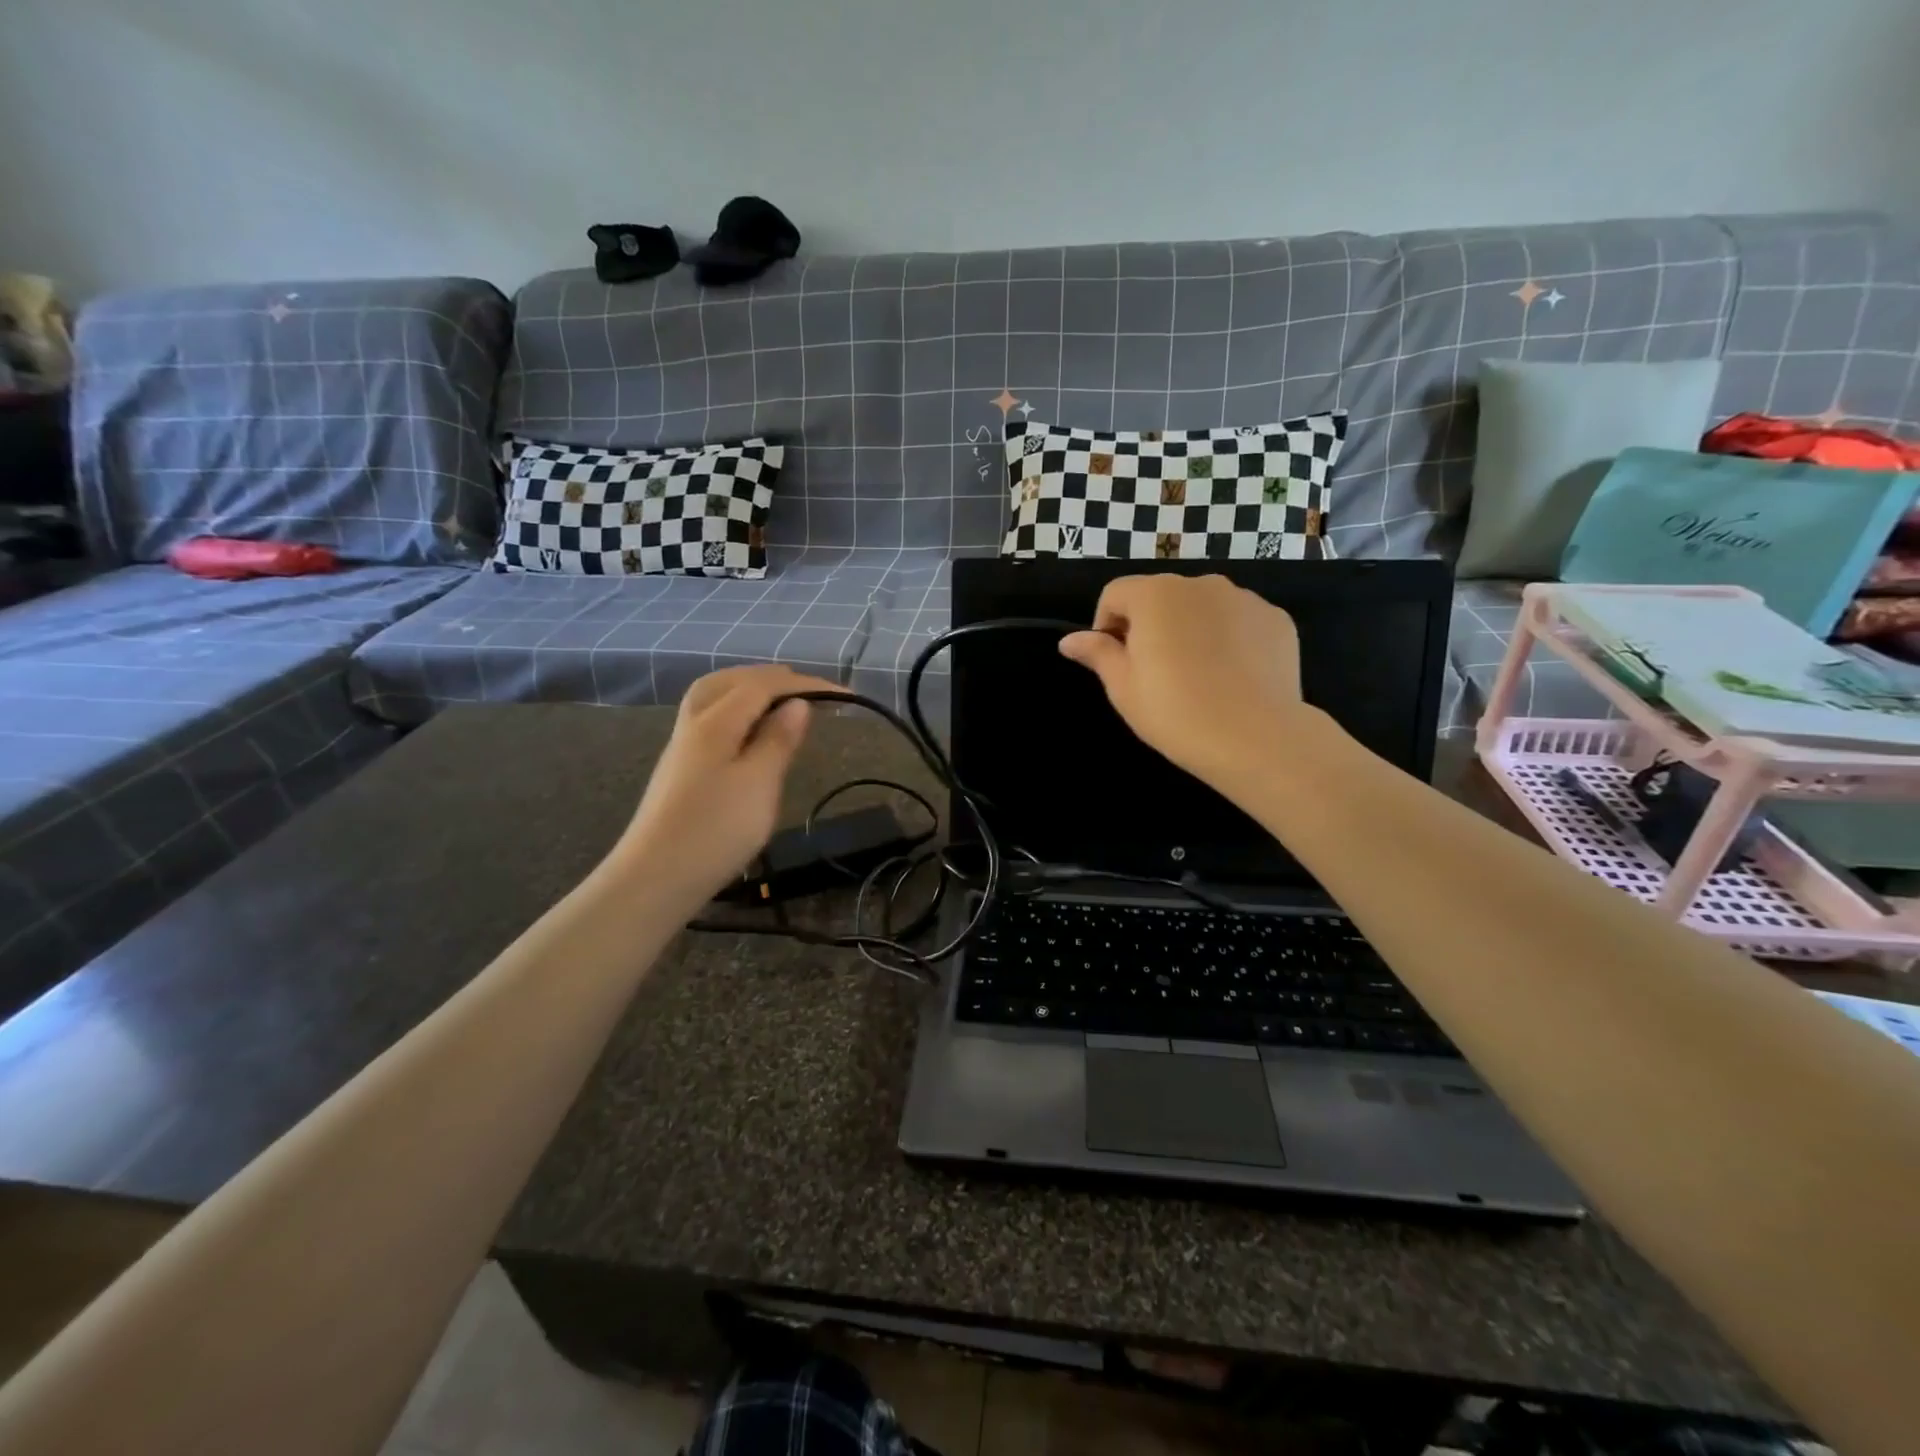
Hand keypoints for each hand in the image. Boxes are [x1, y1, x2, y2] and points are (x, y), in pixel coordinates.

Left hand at [613, 665, 843, 902]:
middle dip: (773, 680)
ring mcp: (682, 746)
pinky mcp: (680, 769)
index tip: (845, 695)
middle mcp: (694, 723)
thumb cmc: (716, 830)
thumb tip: (798, 703)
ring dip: (750, 691)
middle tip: (809, 691)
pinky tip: (750, 735)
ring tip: (780, 704)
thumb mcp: (759, 783)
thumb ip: (778, 740)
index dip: (805, 684)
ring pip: (715, 698)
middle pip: (732, 682)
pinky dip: (737, 712)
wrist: (655, 878)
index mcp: (715, 721)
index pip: (763, 685)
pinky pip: (711, 719)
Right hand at [1058, 574, 1321, 789]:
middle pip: (1161, 596)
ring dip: (1191, 629)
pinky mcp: (1277, 620)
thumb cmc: (1175, 712)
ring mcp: (1244, 599)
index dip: (1106, 625)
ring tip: (1197, 676)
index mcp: (1155, 595)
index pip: (1115, 594)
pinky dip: (1230, 639)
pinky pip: (1240, 622)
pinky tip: (1232, 678)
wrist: (1255, 738)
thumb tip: (1069, 640)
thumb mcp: (1123, 687)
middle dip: (1151, 625)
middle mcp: (1200, 584)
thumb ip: (1098, 654)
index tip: (1114, 663)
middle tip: (1155, 673)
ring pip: (1202, 607)